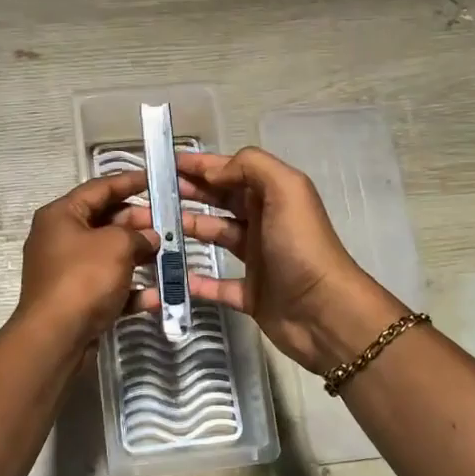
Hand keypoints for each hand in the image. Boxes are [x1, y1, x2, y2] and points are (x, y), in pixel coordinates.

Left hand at [15, 172, 157, 346]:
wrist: (56, 336)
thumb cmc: (83, 278)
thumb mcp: (116, 246)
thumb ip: (138, 234)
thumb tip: (150, 237)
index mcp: (61, 215)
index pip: (99, 188)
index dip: (129, 182)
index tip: (155, 179)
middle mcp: (60, 239)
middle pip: (105, 222)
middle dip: (139, 223)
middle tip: (170, 223)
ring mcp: (67, 271)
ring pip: (110, 256)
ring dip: (140, 256)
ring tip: (170, 255)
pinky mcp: (77, 300)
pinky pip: (109, 287)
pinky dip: (131, 289)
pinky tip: (158, 295)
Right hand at [125, 148, 406, 371]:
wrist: (325, 313)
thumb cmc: (302, 247)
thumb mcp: (286, 190)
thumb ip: (250, 167)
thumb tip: (213, 172)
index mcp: (273, 196)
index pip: (231, 171)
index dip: (200, 165)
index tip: (163, 162)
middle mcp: (264, 222)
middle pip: (220, 201)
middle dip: (188, 193)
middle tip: (150, 194)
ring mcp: (257, 259)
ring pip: (215, 237)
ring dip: (186, 230)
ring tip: (152, 228)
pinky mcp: (251, 295)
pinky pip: (217, 285)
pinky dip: (195, 281)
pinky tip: (171, 276)